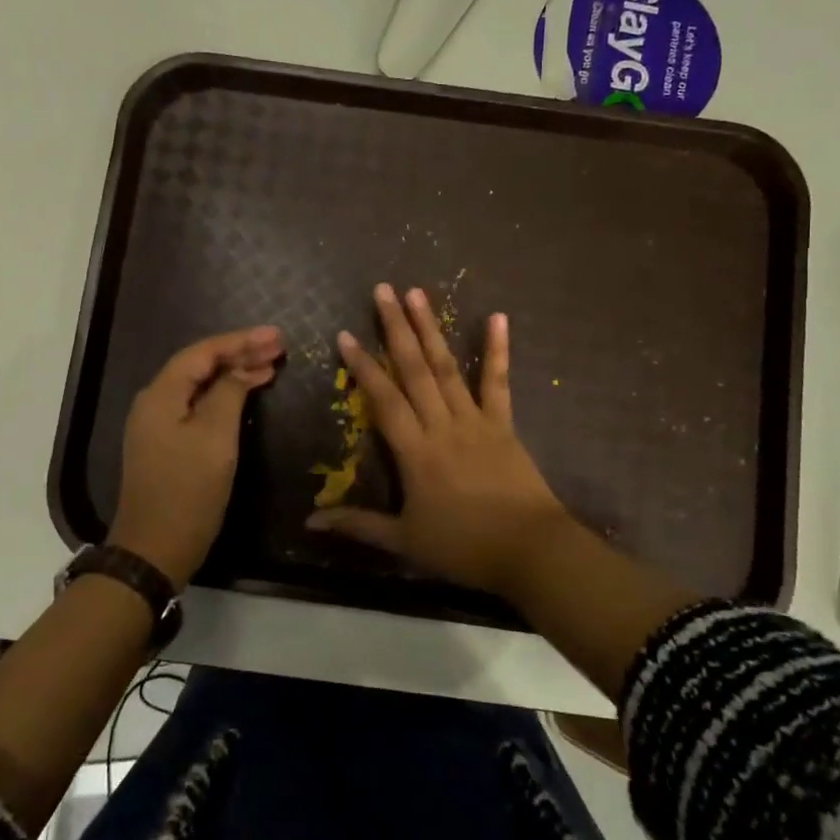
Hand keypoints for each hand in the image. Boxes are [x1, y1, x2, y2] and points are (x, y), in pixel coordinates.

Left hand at [113, 325, 283, 586]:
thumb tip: (244, 368)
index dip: (241, 341)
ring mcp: (158, 424)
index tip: (277, 336)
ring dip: (235, 372)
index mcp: (161, 394)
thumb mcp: (215, 438)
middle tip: (279, 346)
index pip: (203, 352)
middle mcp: (155, 402)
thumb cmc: (188, 491)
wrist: (154, 550)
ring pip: (200, 385)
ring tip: (271, 364)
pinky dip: (225, 395)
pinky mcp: (167, 443)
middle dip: (240, 353)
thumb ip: (230, 393)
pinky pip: (198, 405)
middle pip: (200, 365)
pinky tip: (247, 392)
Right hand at [306, 284, 573, 597]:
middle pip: (414, 369)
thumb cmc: (463, 547)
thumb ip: (358, 525)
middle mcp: (442, 425)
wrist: (529, 550)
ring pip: (447, 367)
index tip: (345, 334)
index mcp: (415, 451)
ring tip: (418, 294)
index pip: (383, 399)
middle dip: (396, 328)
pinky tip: (498, 317)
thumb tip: (311, 523)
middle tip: (383, 290)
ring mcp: (475, 420)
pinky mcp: (503, 424)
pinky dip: (498, 350)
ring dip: (431, 329)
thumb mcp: (404, 541)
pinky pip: (498, 382)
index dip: (363, 366)